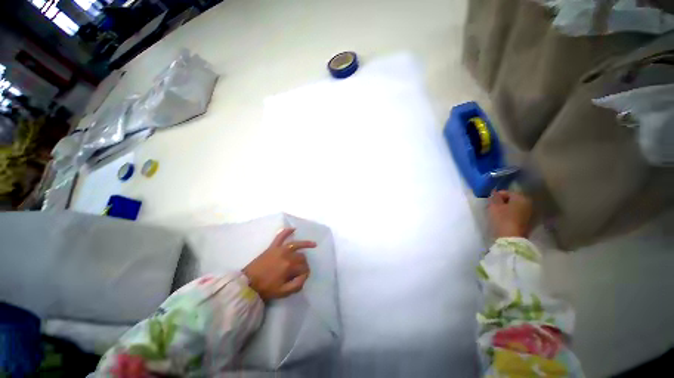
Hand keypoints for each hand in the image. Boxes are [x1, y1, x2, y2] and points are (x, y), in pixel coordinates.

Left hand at [242, 228, 315, 299]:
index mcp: (289, 266)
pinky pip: (281, 236)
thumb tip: (305, 275)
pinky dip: (287, 231)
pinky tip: (293, 229)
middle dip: (304, 263)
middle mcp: (287, 255)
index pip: (304, 267)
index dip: (306, 273)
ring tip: (313, 244)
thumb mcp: (283, 292)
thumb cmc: (266, 288)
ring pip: (296, 244)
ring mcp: (280, 249)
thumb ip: (297, 285)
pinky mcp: (273, 246)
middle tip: (302, 269)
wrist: (248, 283)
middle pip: (301, 257)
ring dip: (306, 244)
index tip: (303, 277)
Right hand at [488, 190, 532, 237]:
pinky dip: (509, 214)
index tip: (489, 201)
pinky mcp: (527, 222)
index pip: (507, 192)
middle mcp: (528, 204)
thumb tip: (494, 192)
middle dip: (502, 202)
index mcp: (521, 198)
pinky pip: (516, 214)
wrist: (511, 237)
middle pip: (512, 200)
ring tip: (496, 212)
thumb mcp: (494, 206)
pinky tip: (502, 218)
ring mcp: (529, 213)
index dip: (497, 195)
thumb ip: (494, 197)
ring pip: (514, 207)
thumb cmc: (502, 218)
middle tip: (492, 206)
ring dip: (505, 208)